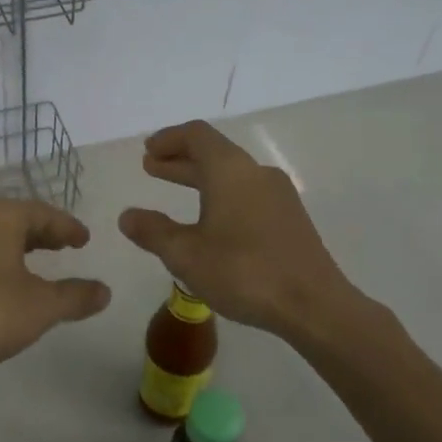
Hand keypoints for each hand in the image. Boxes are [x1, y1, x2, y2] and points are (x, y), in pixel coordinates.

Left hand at [0, 198, 111, 380]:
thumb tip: (104, 291)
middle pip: (15, 220)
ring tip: (37, 263)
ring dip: (18, 247)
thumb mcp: (42, 306)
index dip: (67, 227)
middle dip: (42, 234)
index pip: (42, 213)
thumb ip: (76, 296)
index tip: (84, 240)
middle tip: (65, 246)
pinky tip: (3, 283)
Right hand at [118, 120, 353, 336]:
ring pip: (231, 174)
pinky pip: (247, 193)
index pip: (197, 135)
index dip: (169, 139)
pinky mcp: (289, 218)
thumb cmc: (244, 272)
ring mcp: (278, 195)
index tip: (148, 150)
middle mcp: (256, 173)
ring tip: (175, 191)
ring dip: (200, 178)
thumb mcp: (186, 255)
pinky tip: (210, 221)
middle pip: (214, 153)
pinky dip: (220, 194)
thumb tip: (127, 216)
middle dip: (180, 159)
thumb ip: (153, 231)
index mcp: (230, 170)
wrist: (313, 305)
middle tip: (151, 167)